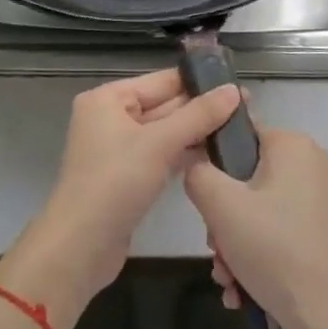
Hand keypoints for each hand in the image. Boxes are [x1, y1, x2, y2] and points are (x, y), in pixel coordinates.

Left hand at [5, 69, 242, 327]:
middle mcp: (111, 117)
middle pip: (164, 105)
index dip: (199, 82)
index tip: (237, 83)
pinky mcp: (127, 176)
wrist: (80, 247)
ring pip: (164, 132)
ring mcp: (118, 149)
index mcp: (108, 98)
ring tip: (239, 129)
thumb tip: (234, 90)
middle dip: (201, 109)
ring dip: (196, 132)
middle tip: (247, 108)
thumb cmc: (115, 183)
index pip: (162, 81)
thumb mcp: (159, 144)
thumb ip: (198, 115)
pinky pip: (160, 155)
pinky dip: (184, 154)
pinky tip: (215, 154)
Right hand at [183, 127, 327, 328]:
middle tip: (217, 250)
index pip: (240, 135)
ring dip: (236, 243)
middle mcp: (313, 164)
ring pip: (261, 210)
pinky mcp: (326, 231)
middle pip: (248, 179)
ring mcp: (323, 200)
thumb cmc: (275, 250)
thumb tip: (195, 161)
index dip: (214, 166)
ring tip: (228, 279)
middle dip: (223, 219)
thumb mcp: (221, 207)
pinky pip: (280, 230)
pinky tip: (243, 289)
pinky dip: (259, 254)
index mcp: (293, 145)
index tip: (206, 205)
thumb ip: (198, 173)